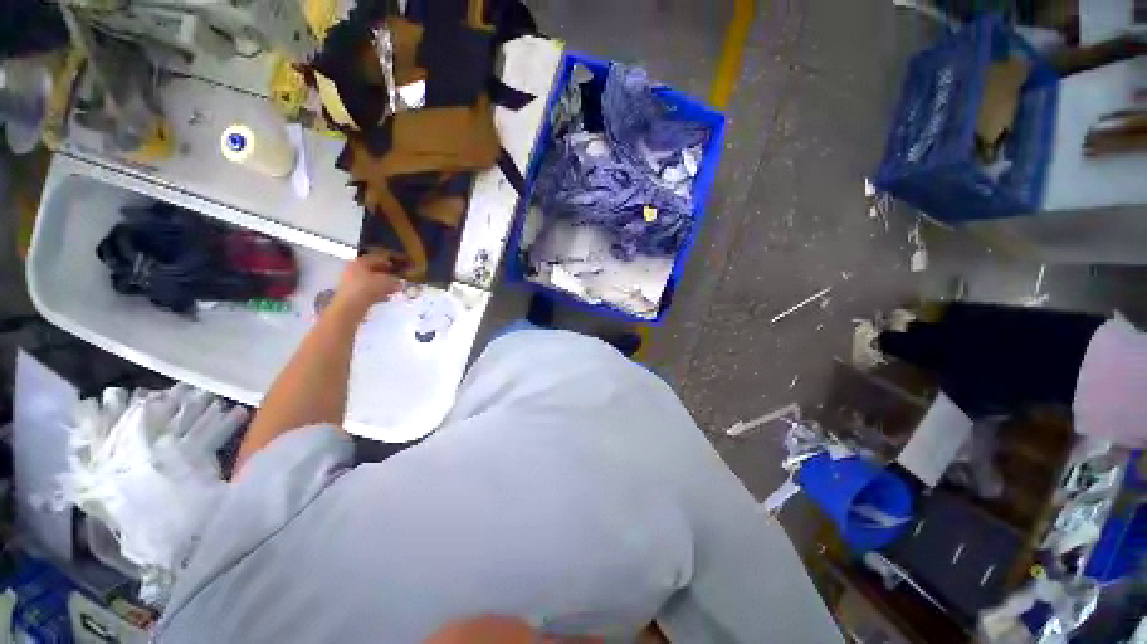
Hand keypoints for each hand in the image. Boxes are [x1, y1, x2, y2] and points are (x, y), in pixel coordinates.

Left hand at [332, 253, 403, 315]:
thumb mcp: (386, 281)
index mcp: (360, 262)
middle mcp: (353, 269)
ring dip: (383, 285)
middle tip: (398, 279)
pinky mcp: (352, 293)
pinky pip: (367, 290)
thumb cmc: (367, 289)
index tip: (399, 267)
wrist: (349, 307)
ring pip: (371, 281)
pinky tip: (386, 298)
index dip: (390, 262)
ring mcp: (351, 282)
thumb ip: (395, 279)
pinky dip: (377, 292)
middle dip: (387, 275)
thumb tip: (399, 280)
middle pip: (373, 269)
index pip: (377, 258)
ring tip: (394, 290)